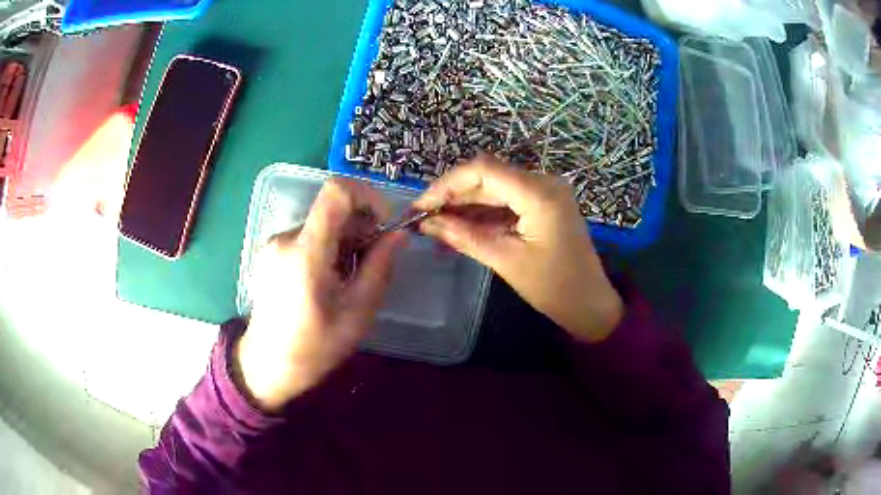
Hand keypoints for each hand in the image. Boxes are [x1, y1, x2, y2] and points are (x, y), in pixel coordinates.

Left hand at [235, 178, 406, 411]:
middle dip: (360, 228)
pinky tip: (326, 281)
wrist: (267, 365)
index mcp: (306, 252)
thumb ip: (380, 268)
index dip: (368, 196)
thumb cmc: (314, 347)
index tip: (382, 224)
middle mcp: (286, 238)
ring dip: (344, 242)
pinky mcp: (271, 252)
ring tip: (346, 280)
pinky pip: (308, 236)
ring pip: (322, 224)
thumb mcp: (358, 313)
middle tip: (369, 264)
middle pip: (332, 210)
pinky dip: (326, 248)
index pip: (337, 192)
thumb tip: (399, 234)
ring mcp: (274, 244)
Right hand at [414, 155, 622, 342]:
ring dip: (465, 203)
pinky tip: (460, 225)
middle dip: (453, 195)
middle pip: (488, 176)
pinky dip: (483, 211)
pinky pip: (507, 200)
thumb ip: (465, 237)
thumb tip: (427, 223)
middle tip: (422, 217)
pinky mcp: (543, 203)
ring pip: (494, 187)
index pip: (483, 170)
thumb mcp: (506, 261)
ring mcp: (545, 191)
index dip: (447, 184)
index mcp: (539, 193)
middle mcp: (543, 182)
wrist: (589, 303)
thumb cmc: (554, 287)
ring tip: (435, 223)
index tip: (421, 205)